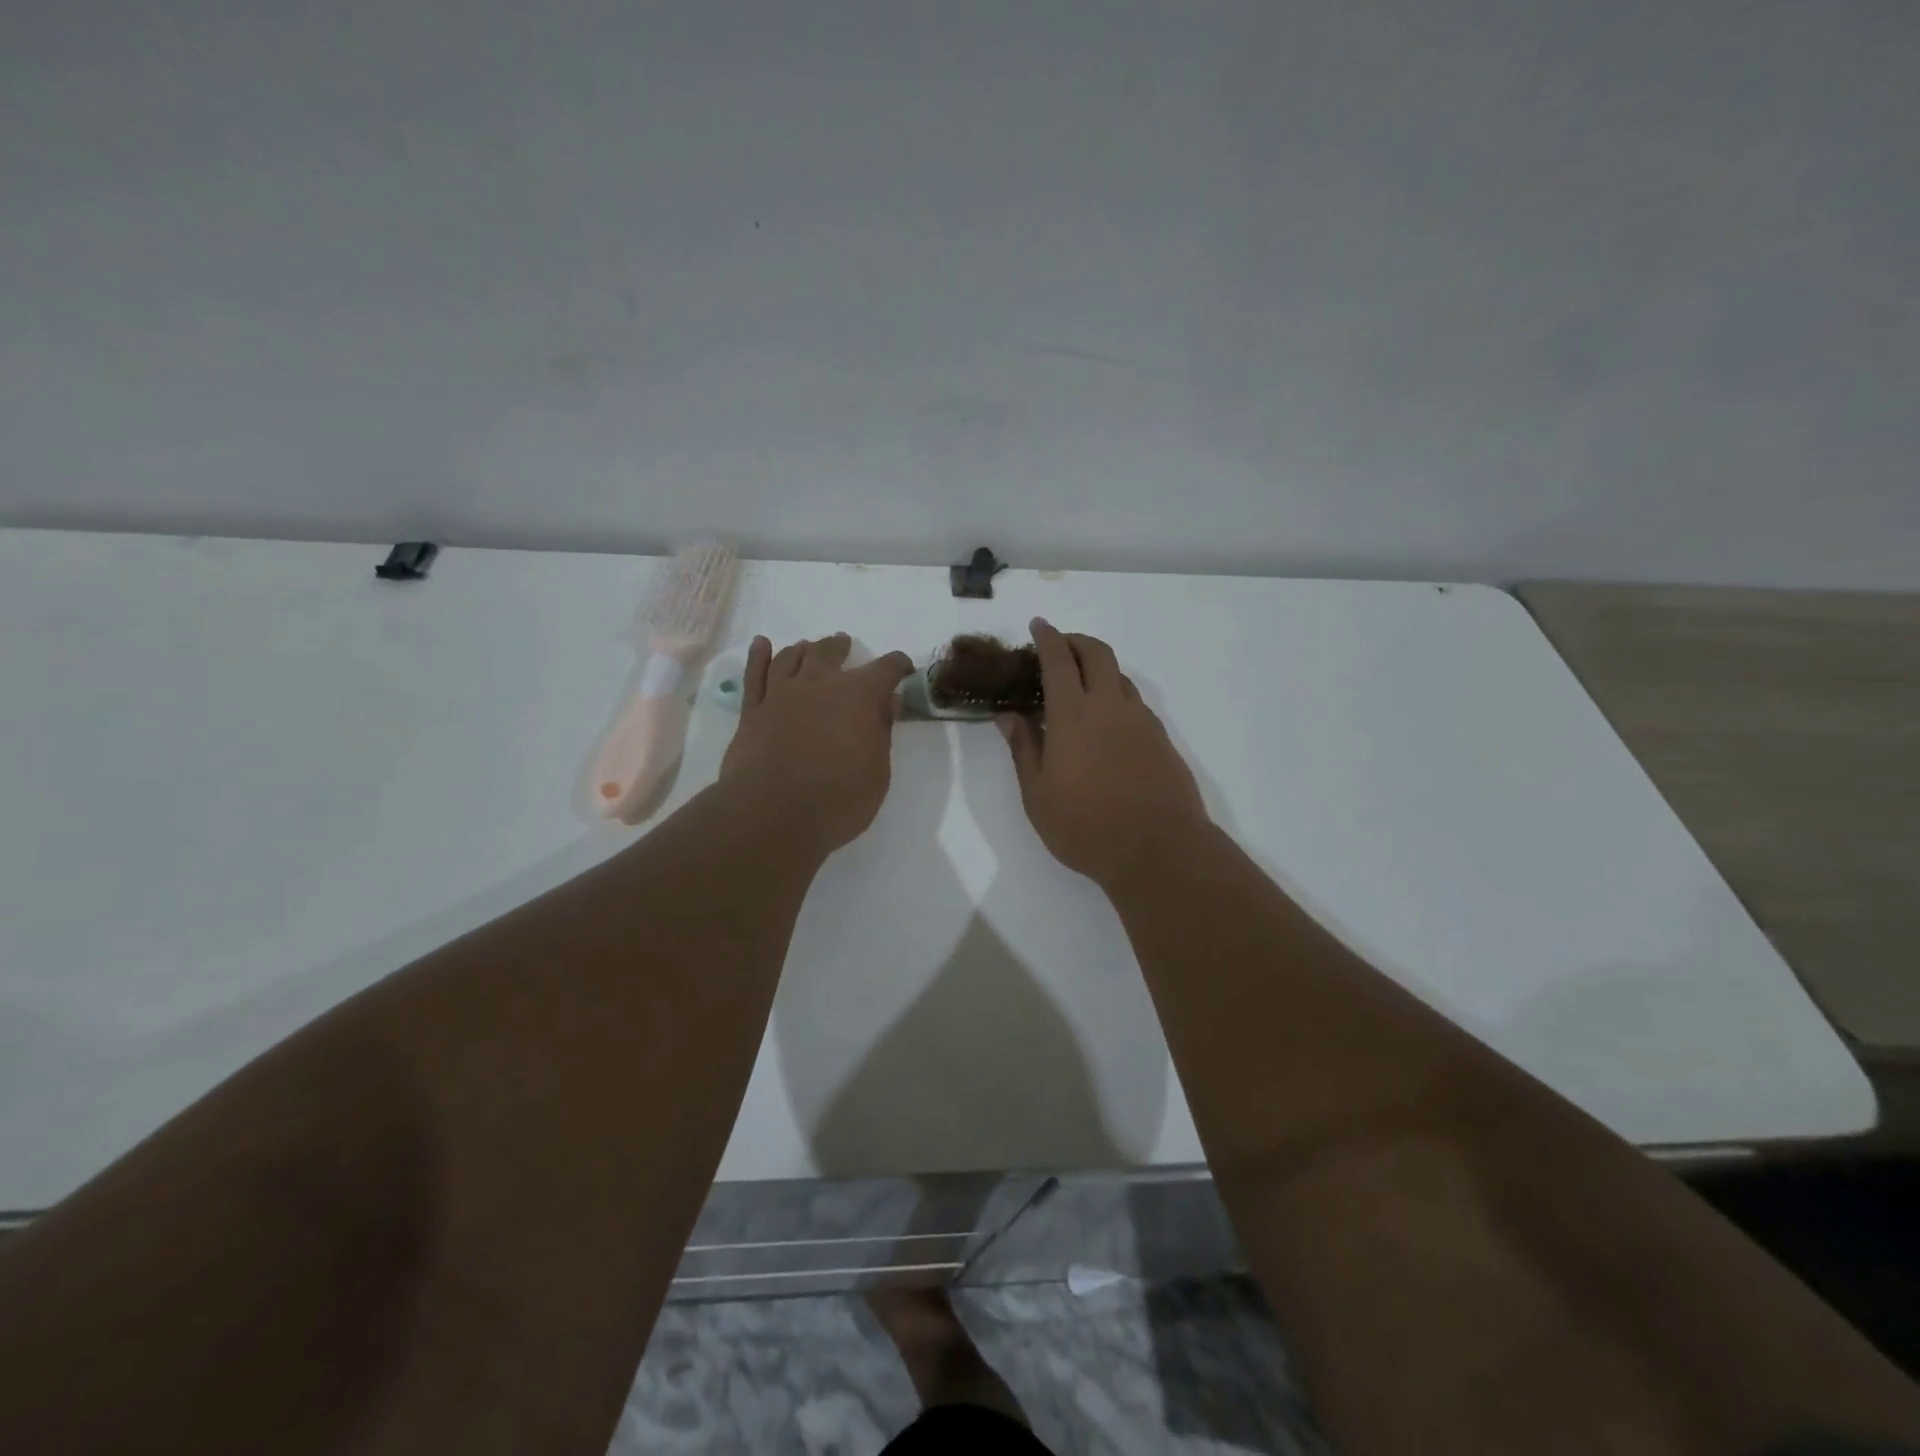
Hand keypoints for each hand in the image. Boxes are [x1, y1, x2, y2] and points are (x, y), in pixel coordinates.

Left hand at [719, 633, 913, 855]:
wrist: (771, 815)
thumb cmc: (837, 801)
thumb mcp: (877, 773)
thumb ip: (881, 732)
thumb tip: (888, 701)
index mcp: (857, 697)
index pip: (885, 669)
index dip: (897, 666)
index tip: (903, 668)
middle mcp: (819, 685)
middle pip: (830, 652)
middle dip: (841, 647)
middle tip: (845, 645)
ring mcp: (780, 695)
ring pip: (792, 657)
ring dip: (805, 649)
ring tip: (810, 647)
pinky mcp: (752, 711)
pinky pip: (754, 674)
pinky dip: (759, 656)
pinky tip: (762, 645)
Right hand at [1000, 619, 1210, 888]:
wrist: (1158, 850)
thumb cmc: (1085, 827)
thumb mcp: (1037, 795)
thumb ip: (1023, 748)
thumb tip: (1008, 715)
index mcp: (1073, 715)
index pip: (1058, 660)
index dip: (1047, 637)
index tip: (1038, 626)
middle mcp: (1109, 706)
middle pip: (1097, 653)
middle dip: (1076, 641)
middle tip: (1059, 647)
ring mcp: (1141, 720)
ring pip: (1119, 676)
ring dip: (1098, 668)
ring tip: (1080, 686)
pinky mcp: (1162, 738)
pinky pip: (1135, 702)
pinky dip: (1116, 695)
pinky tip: (1107, 721)